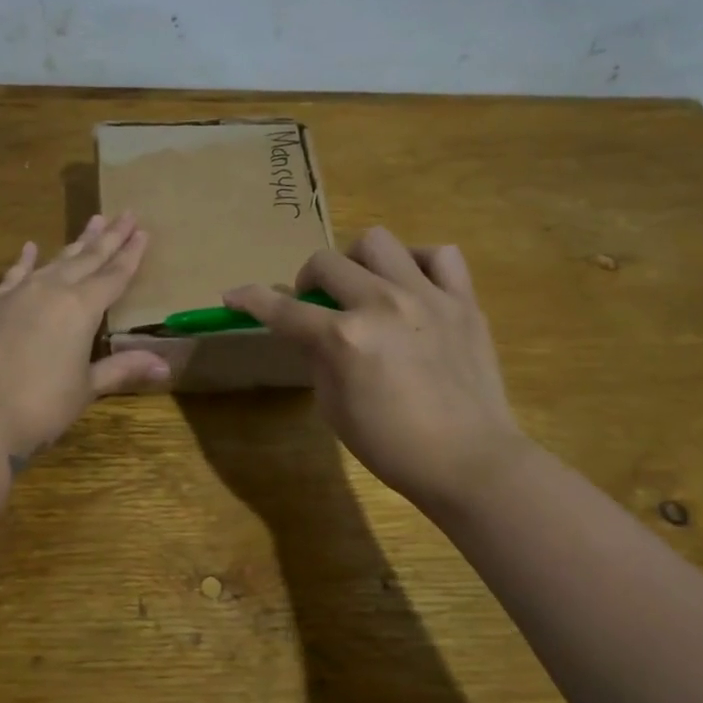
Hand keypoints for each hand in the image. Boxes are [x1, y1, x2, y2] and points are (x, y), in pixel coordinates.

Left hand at [0, 212, 170, 463]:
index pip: (114, 276)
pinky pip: (15, 273)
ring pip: (55, 260)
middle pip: (87, 259)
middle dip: (109, 237)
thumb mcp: (87, 388)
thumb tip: (164, 366)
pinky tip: (31, 246)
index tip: (143, 231)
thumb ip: (122, 368)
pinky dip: (26, 260)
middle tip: (126, 214)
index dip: (131, 255)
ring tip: (92, 222)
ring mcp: (19, 293)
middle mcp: (52, 290)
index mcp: (82, 308)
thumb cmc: (42, 406)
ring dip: (75, 243)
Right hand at [224, 227, 530, 511]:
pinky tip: (412, 285)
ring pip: (378, 242)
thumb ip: (318, 358)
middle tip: (315, 304)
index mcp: (344, 338)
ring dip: (357, 261)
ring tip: (364, 286)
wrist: (469, 460)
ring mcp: (427, 297)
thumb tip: (310, 332)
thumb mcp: (333, 407)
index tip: (233, 295)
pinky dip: (418, 263)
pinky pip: (440, 255)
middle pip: (326, 262)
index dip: (250, 299)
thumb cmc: (391, 446)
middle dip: (307, 280)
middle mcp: (381, 304)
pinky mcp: (463, 301)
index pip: (282, 309)